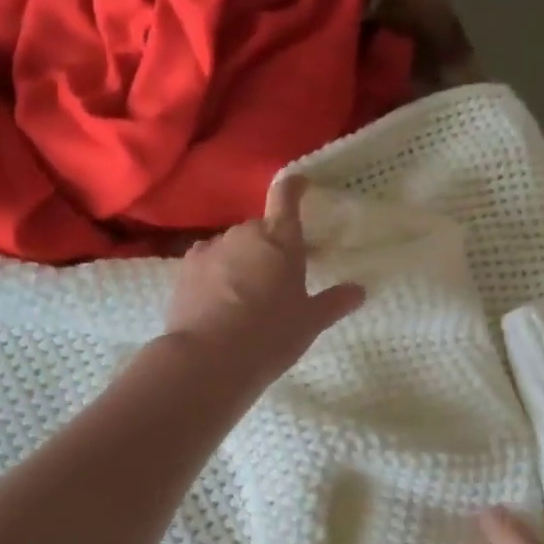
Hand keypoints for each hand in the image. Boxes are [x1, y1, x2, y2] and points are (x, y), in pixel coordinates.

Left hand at [164, 176, 364, 377]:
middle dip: (271, 245)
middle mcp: (244, 235)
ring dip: (242, 260)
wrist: (207, 358)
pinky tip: (220, 300)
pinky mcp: (185, 269)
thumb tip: (358, 290)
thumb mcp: (309, 323)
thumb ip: (333, 303)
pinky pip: (208, 262)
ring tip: (247, 295)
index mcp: (280, 240)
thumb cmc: (269, 336)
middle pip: (260, 229)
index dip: (294, 187)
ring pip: (233, 246)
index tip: (300, 184)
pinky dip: (216, 273)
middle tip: (281, 275)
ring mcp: (211, 249)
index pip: (286, 197)